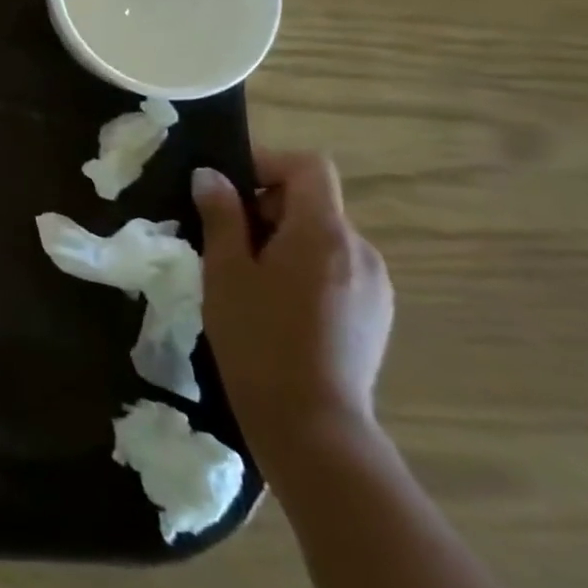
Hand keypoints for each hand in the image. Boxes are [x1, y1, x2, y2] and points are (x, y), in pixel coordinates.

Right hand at [191, 150, 392, 465]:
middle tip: (224, 238)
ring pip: (323, 238)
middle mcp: (360, 250)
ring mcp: (375, 285)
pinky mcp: (376, 315)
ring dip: (284, 240)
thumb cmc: (258, 338)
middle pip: (315, 202)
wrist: (311, 424)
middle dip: (267, 207)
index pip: (308, 167)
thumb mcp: (225, 271)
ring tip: (246, 276)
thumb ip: (221, 216)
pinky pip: (337, 269)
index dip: (266, 163)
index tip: (226, 187)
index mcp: (324, 233)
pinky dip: (304, 268)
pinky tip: (277, 306)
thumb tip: (211, 176)